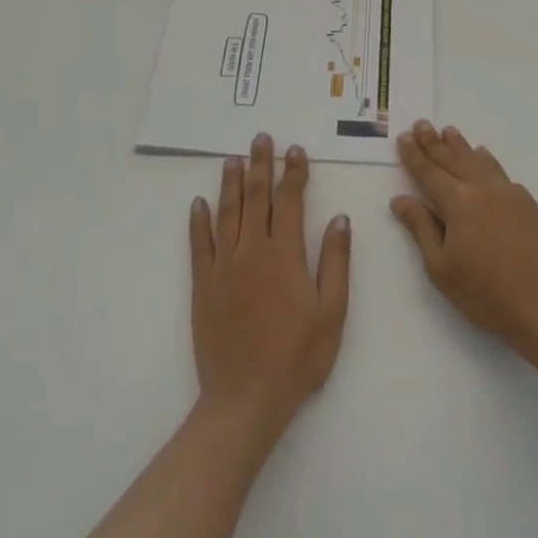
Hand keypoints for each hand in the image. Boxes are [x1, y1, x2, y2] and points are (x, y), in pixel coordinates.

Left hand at [190, 134, 351, 442]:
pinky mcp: (203, 286)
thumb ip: (335, 261)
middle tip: (261, 138)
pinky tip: (199, 203)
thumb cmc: (298, 358)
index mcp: (285, 255)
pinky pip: (199, 245)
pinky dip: (199, 221)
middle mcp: (252, 252)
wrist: (246, 399)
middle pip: (256, 198)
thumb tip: (339, 218)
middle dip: (260, 164)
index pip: (289, 201)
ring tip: (233, 158)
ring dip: (231, 183)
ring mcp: (223, 267)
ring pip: (226, 214)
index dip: (293, 173)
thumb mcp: (332, 312)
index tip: (295, 150)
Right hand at [392, 120, 537, 354]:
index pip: (429, 172)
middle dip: (435, 142)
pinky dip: (487, 162)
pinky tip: (485, 159)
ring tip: (450, 132)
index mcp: (458, 203)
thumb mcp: (441, 268)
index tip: (404, 137)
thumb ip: (421, 228)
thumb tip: (400, 199)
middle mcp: (484, 189)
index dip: (414, 155)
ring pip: (480, 161)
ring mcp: (511, 194)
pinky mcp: (531, 204)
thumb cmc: (486, 294)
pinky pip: (502, 174)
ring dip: (462, 146)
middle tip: (422, 124)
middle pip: (454, 159)